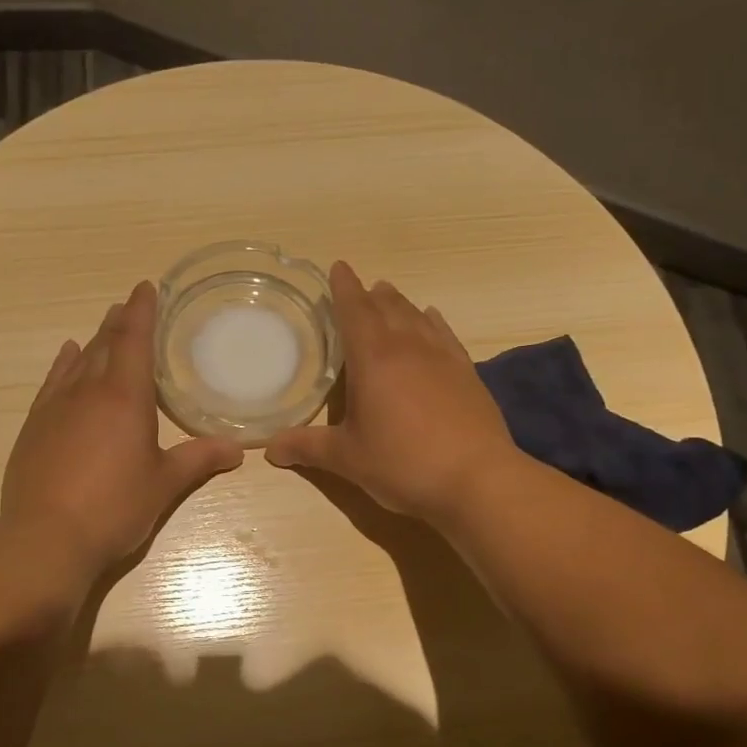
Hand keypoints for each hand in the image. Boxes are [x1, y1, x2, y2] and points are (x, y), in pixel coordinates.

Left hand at [1, 281, 243, 580]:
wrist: (46, 538)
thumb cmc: (114, 507)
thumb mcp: (163, 484)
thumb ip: (198, 460)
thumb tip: (237, 449)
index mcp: (125, 397)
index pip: (134, 340)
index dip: (142, 310)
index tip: (147, 287)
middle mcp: (87, 391)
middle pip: (105, 344)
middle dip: (119, 322)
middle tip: (129, 305)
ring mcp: (55, 407)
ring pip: (77, 361)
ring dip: (93, 340)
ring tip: (104, 325)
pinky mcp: (34, 427)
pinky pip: (52, 382)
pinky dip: (63, 365)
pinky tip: (67, 358)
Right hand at [265, 261, 517, 523]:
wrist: (476, 479)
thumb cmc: (402, 463)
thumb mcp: (347, 458)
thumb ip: (307, 448)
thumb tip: (270, 448)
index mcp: (373, 359)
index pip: (355, 311)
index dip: (344, 288)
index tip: (338, 267)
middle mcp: (409, 347)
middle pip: (387, 308)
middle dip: (370, 295)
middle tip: (361, 287)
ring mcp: (443, 358)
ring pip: (417, 317)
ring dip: (400, 304)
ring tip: (389, 295)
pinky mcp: (467, 374)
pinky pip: (445, 335)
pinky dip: (433, 323)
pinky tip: (432, 320)